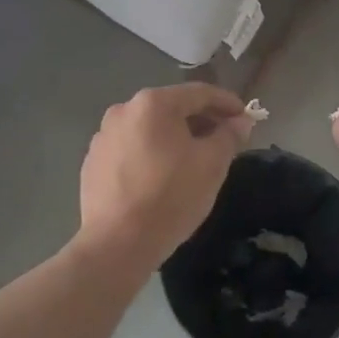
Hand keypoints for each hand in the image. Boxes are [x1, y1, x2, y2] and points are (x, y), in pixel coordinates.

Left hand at [76, 83, 252, 269]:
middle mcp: (123, 110)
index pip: (199, 93)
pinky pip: (131, 148)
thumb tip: (240, 122)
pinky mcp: (93, 162)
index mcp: (153, 103)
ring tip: (194, 160)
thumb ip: (229, 136)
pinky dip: (151, 154)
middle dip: (202, 121)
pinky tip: (162, 177)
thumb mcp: (212, 164)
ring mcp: (103, 136)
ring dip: (175, 137)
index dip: (227, 103)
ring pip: (150, 129)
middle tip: (224, 140)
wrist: (117, 244)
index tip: (245, 118)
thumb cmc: (171, 196)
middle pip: (172, 108)